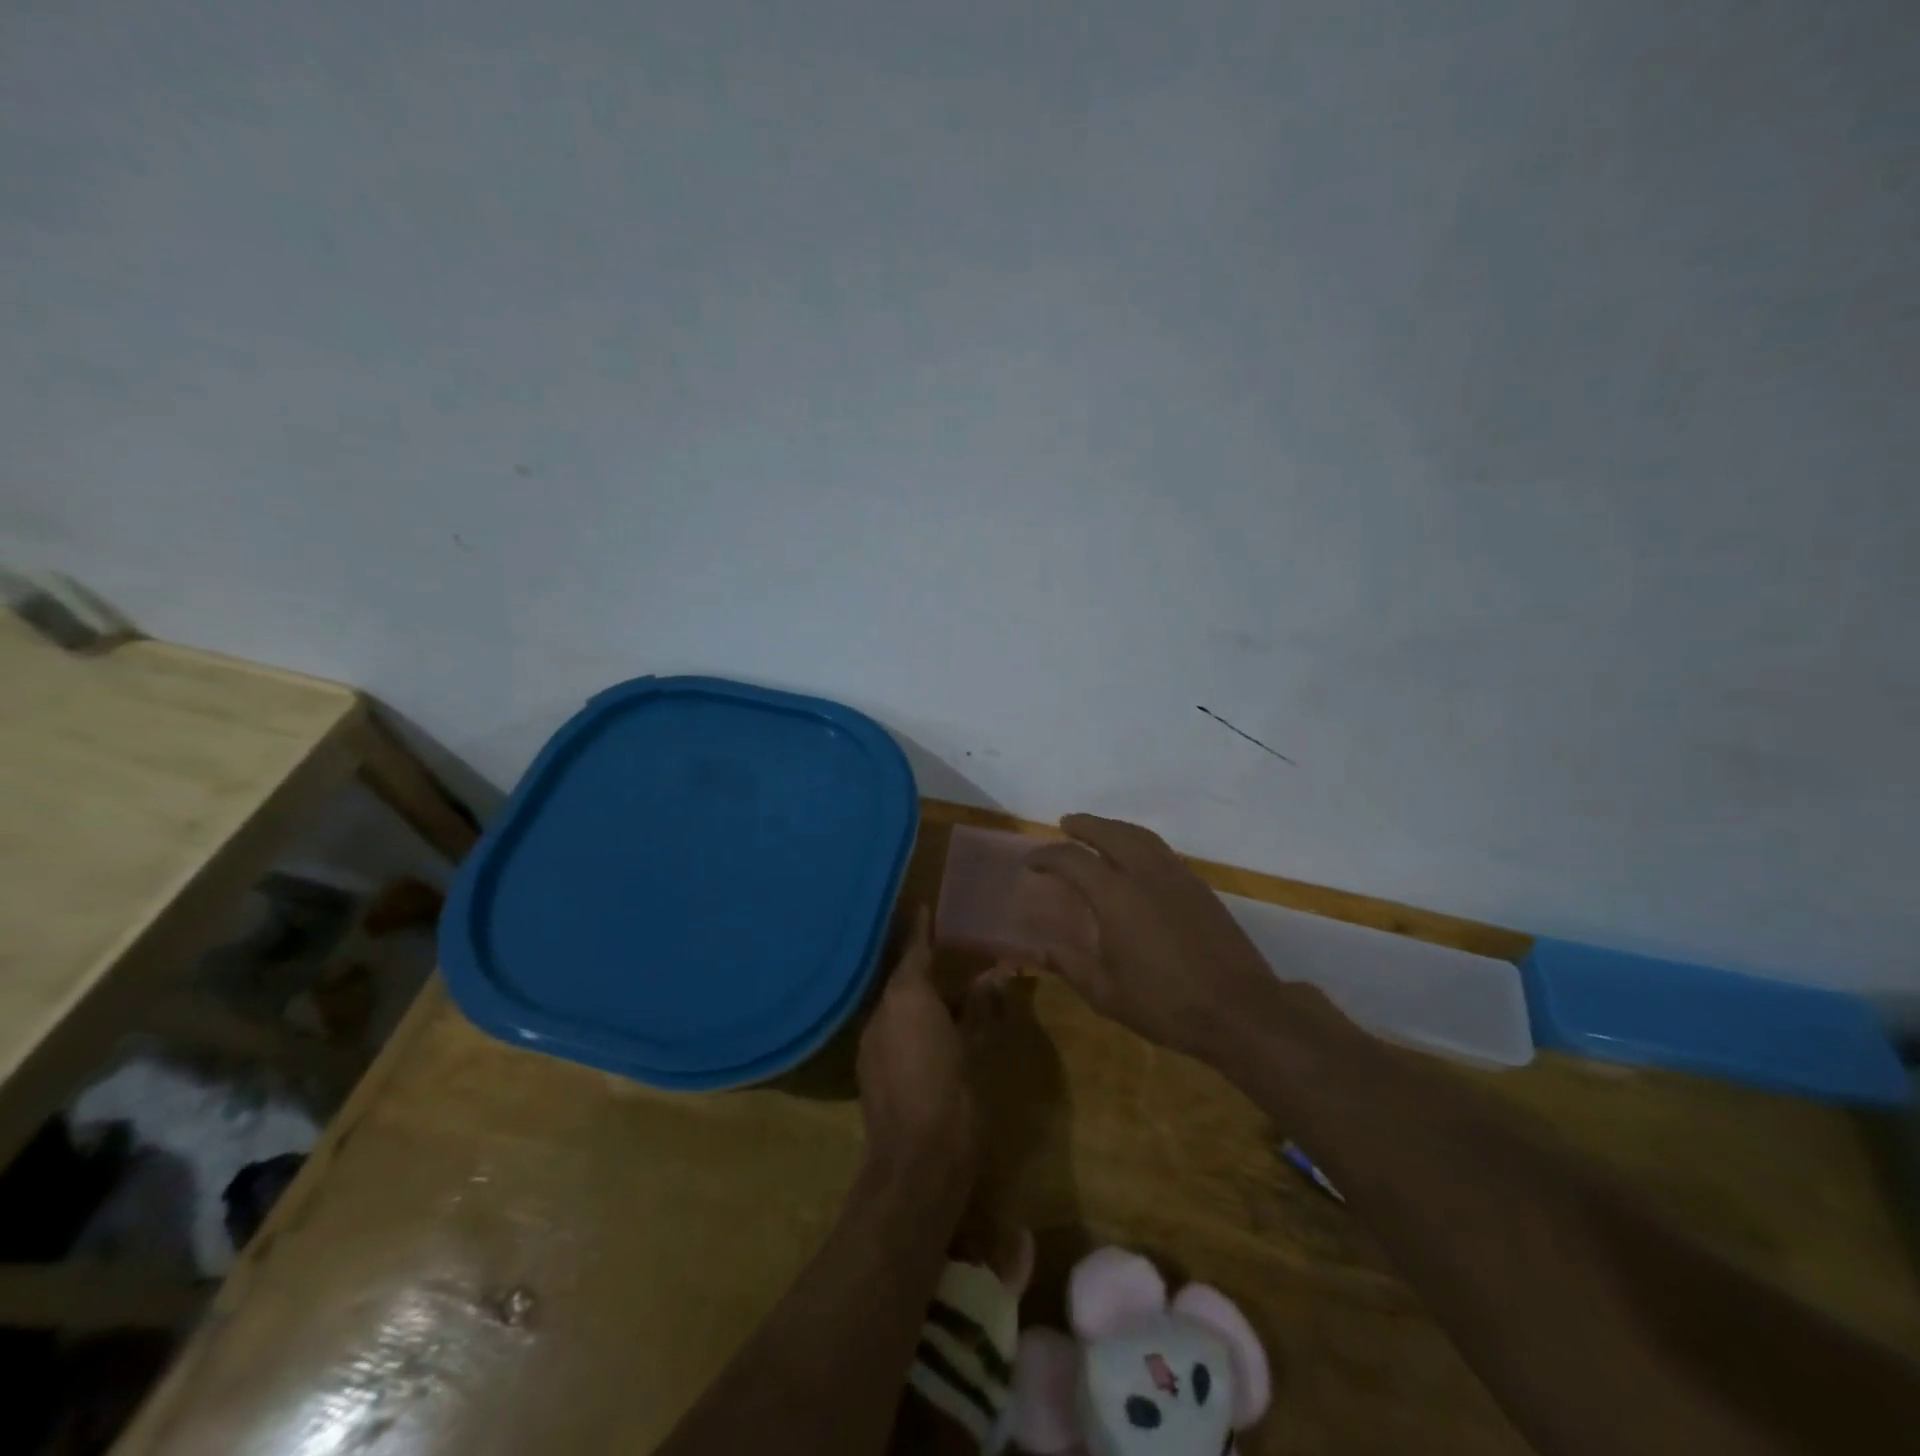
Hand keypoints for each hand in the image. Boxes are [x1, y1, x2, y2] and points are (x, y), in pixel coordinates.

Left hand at [856, 907, 1001, 1191]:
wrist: (915, 1165)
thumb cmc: (954, 1096)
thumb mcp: (975, 1047)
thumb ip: (980, 1007)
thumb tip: (994, 975)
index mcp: (907, 996)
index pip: (914, 949)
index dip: (920, 927)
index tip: (922, 905)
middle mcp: (880, 1010)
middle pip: (901, 975)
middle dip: (921, 963)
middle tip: (945, 948)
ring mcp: (869, 1040)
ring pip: (894, 1004)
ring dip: (916, 995)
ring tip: (943, 990)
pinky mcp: (866, 1067)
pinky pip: (889, 1029)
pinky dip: (907, 1021)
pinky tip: (927, 1030)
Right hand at [1028, 814, 1337, 1062]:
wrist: (1239, 1010)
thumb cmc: (1165, 1004)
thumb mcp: (1106, 994)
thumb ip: (1070, 965)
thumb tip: (1042, 948)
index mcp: (1115, 896)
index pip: (1072, 860)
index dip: (1046, 856)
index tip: (1031, 862)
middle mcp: (1144, 874)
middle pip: (1109, 832)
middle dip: (1084, 825)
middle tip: (1065, 825)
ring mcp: (1176, 876)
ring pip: (1139, 835)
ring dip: (1113, 827)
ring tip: (1098, 832)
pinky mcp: (1198, 886)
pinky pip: (1160, 849)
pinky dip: (1139, 841)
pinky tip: (1135, 857)